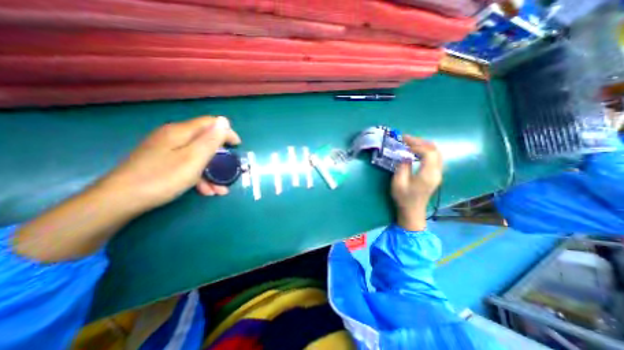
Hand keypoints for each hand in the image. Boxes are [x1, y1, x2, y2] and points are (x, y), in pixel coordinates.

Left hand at [98, 116, 240, 211]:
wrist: (120, 200)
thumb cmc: (163, 178)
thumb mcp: (193, 159)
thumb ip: (211, 140)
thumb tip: (224, 121)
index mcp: (181, 132)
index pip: (211, 124)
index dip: (227, 132)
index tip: (238, 146)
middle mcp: (174, 137)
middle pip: (204, 140)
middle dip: (220, 156)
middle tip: (229, 169)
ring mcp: (167, 150)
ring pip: (197, 156)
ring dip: (211, 171)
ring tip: (220, 189)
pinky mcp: (163, 162)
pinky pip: (187, 164)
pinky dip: (199, 176)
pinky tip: (206, 191)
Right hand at [389, 137, 443, 232]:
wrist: (412, 211)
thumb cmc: (404, 198)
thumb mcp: (398, 183)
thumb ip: (402, 167)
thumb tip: (404, 155)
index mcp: (428, 175)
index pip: (429, 153)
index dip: (417, 145)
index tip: (404, 143)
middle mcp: (437, 172)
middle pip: (435, 150)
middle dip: (420, 142)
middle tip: (406, 139)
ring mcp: (438, 173)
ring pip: (436, 153)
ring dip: (424, 145)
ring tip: (410, 143)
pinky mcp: (435, 174)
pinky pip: (434, 157)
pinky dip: (425, 151)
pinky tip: (416, 151)